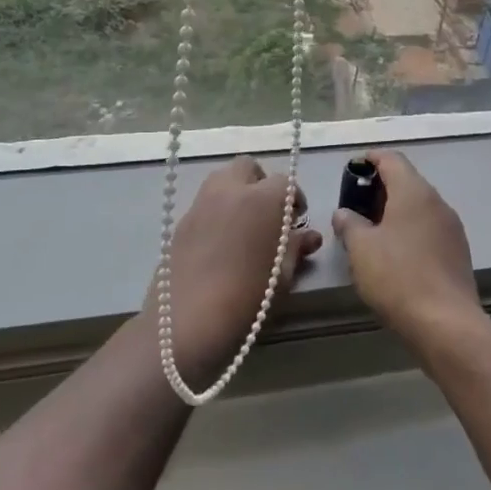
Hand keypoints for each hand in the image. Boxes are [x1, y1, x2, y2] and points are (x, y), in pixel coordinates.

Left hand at [150, 156, 320, 387]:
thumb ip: (296, 248)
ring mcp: (202, 202)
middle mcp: (231, 190)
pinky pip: (204, 203)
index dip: (294, 199)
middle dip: (261, 183)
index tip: (296, 220)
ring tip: (244, 225)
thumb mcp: (283, 277)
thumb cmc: (249, 299)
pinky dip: (217, 211)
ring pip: (222, 179)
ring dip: (236, 191)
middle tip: (268, 214)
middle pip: (248, 167)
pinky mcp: (181, 221)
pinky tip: (220, 243)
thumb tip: (309, 236)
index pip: (286, 183)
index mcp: (264, 198)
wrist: (187, 322)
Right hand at [331, 149, 482, 352]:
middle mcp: (437, 202)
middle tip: (356, 205)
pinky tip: (396, 254)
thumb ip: (349, 224)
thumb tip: (344, 213)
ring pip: (419, 207)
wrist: (446, 324)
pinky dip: (410, 230)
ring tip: (372, 231)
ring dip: (396, 211)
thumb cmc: (397, 276)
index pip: (392, 159)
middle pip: (407, 181)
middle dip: (381, 188)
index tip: (352, 170)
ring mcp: (452, 227)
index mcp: (413, 191)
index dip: (370, 159)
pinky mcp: (458, 252)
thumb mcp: (360, 248)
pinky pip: (429, 229)